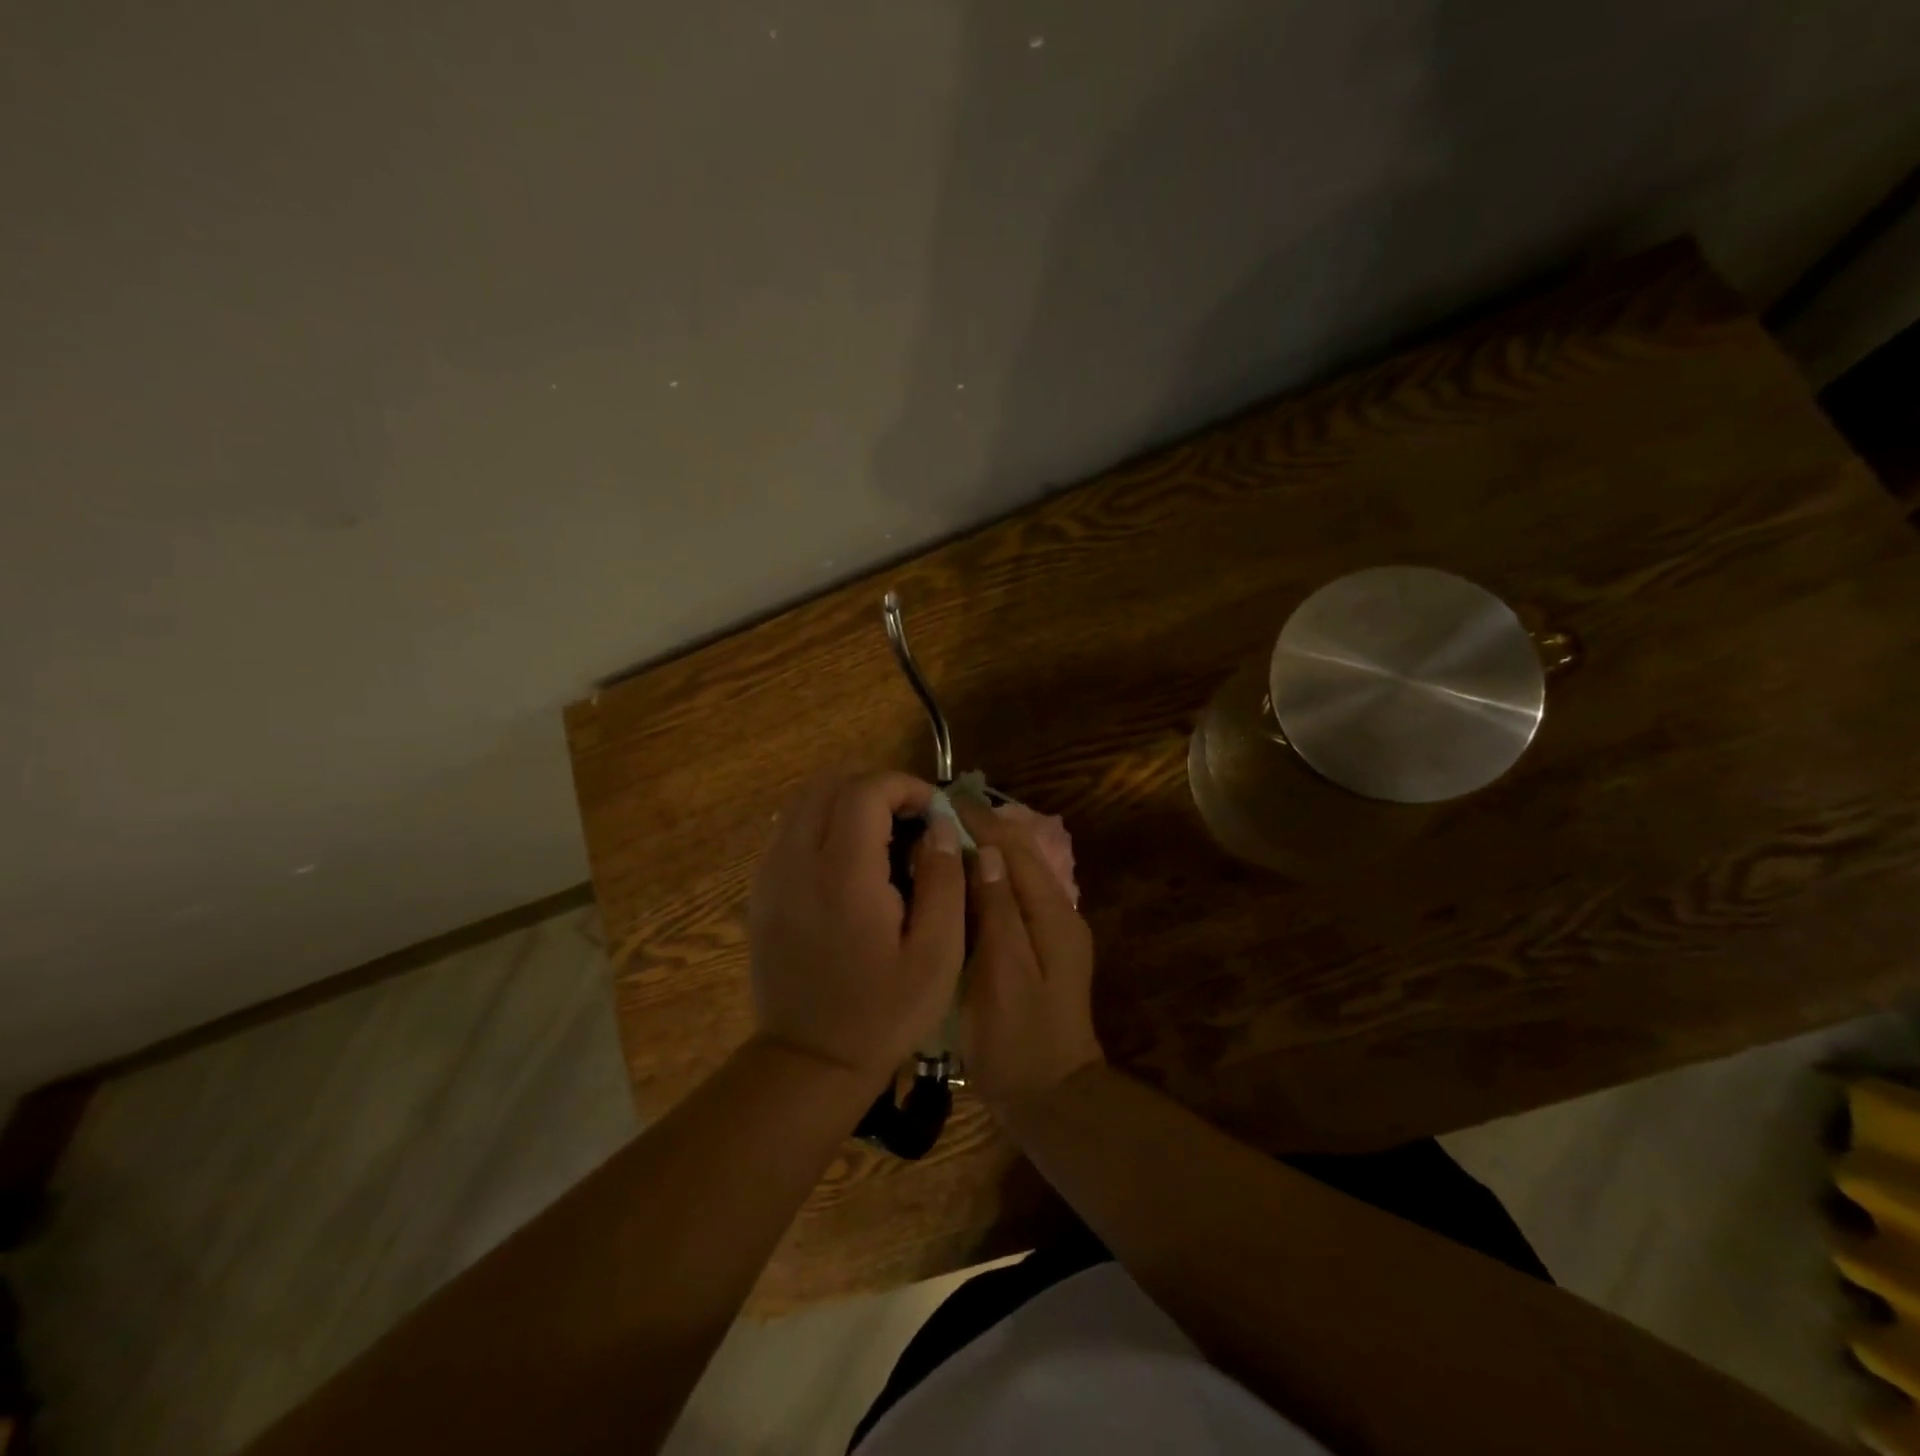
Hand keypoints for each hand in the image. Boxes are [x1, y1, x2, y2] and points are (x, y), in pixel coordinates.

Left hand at [748, 771, 965, 1088]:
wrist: (810, 1060)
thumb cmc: (884, 1012)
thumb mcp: (938, 954)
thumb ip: (944, 880)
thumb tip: (939, 826)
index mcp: (844, 875)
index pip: (865, 792)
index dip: (905, 787)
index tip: (934, 810)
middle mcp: (798, 862)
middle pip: (830, 785)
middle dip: (877, 788)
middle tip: (912, 819)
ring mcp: (771, 874)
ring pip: (804, 802)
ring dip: (847, 801)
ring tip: (883, 833)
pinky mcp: (761, 890)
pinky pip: (789, 829)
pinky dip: (822, 822)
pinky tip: (849, 857)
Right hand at [954, 800, 1104, 1111]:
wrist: (1049, 1096)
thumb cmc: (1019, 1039)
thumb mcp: (1004, 974)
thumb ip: (998, 911)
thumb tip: (987, 852)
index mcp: (1052, 914)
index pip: (1016, 849)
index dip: (982, 821)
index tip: (943, 800)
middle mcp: (1057, 913)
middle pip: (1019, 856)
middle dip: (981, 830)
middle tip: (934, 814)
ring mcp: (1049, 931)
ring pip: (1014, 874)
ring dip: (981, 851)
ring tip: (939, 838)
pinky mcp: (1036, 947)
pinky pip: (1009, 898)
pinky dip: (983, 880)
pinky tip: (955, 882)